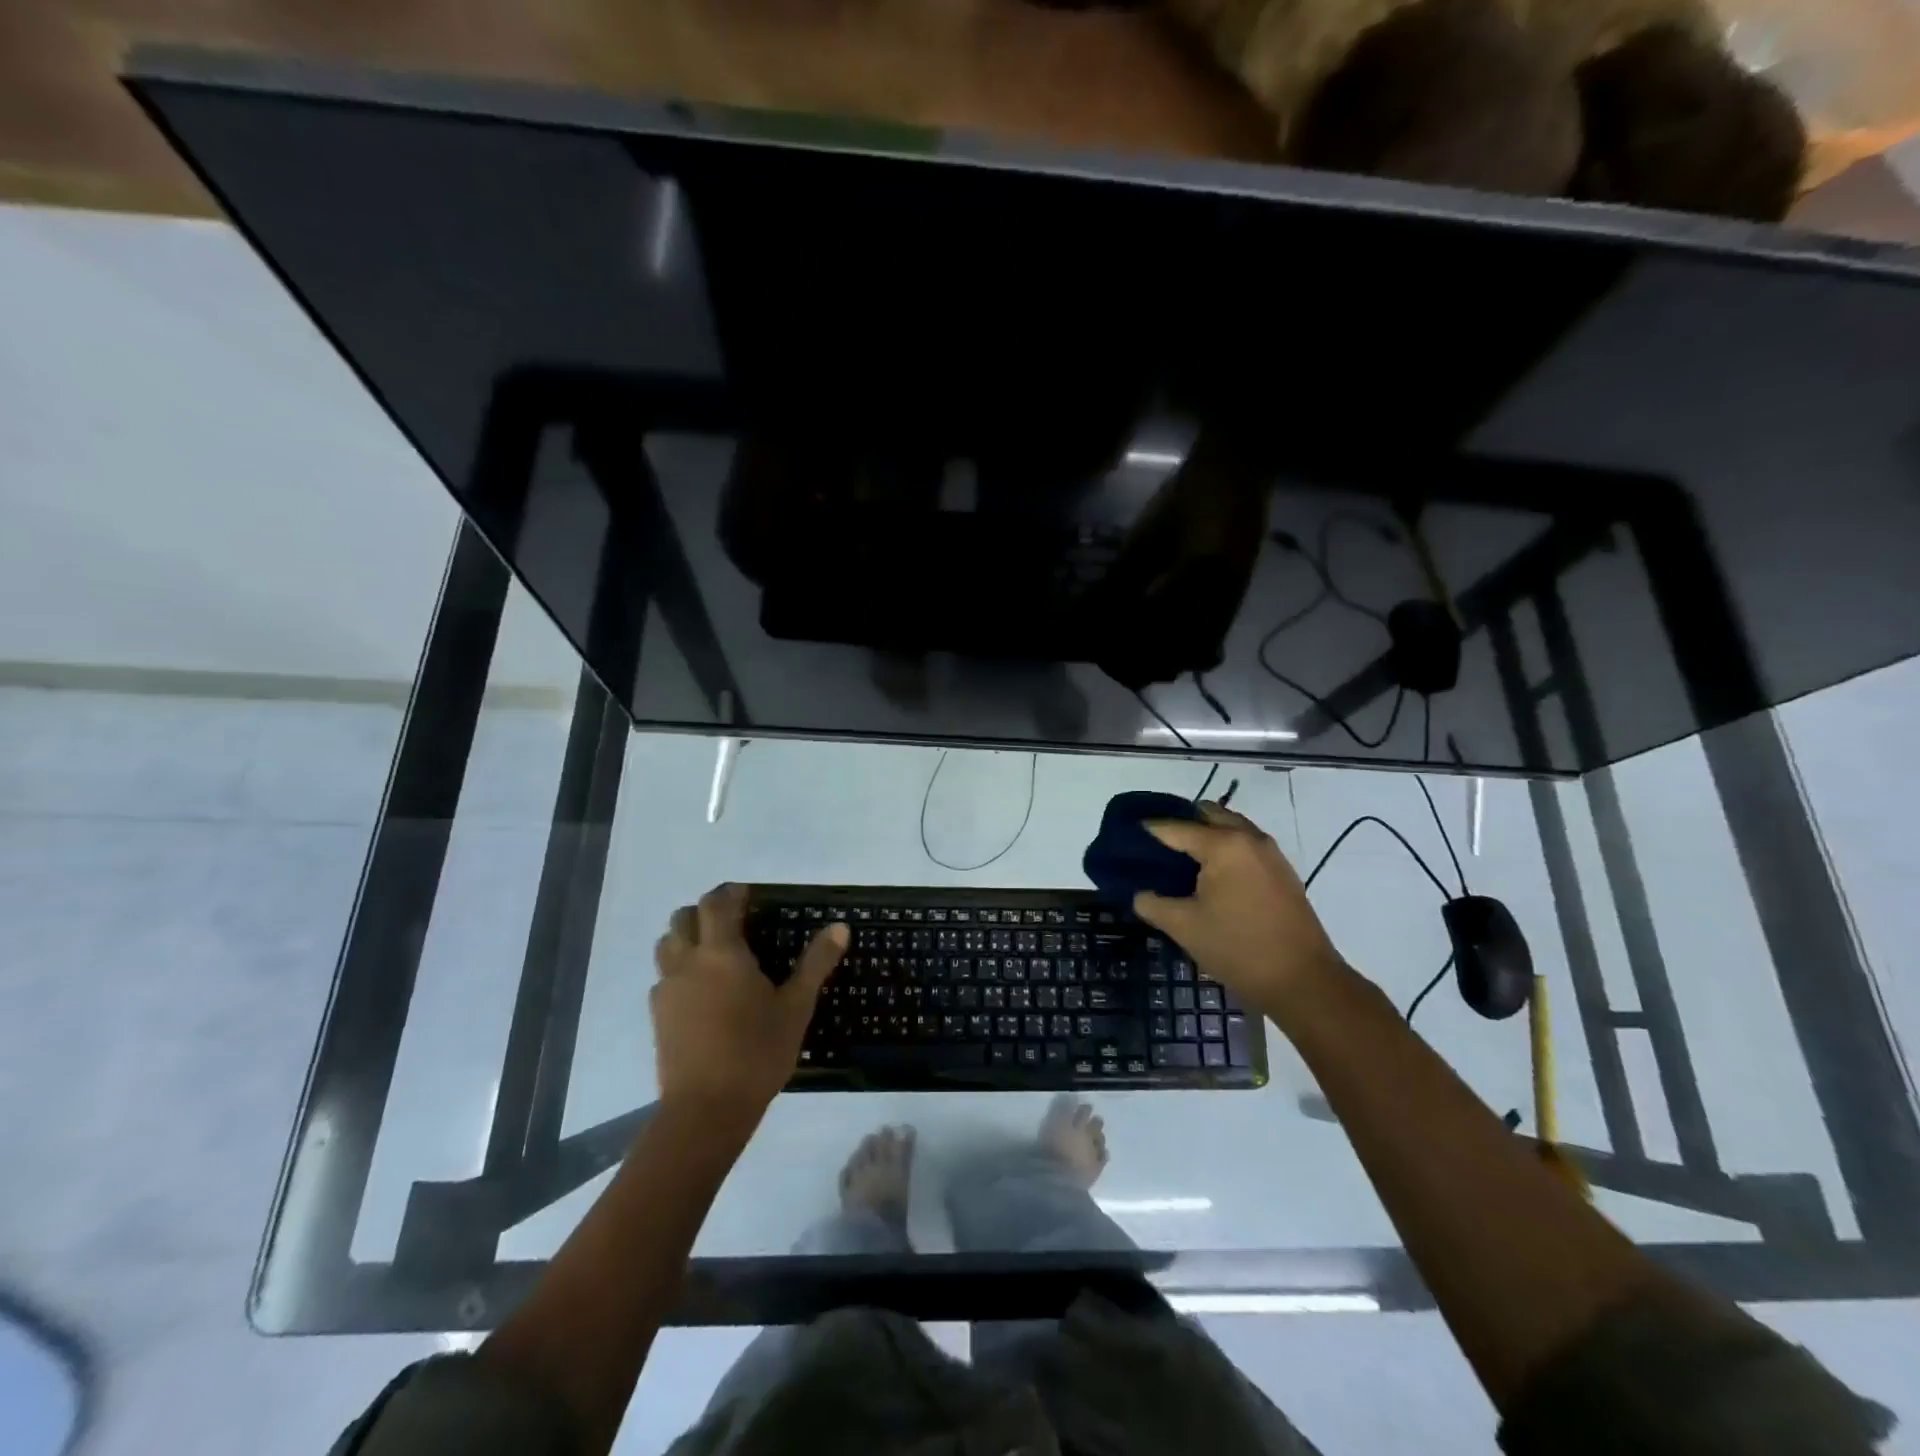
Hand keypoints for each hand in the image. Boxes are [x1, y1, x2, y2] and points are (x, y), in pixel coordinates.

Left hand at [651, 883, 846, 1122]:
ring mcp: (668, 989)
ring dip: (686, 937)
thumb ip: (816, 963)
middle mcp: (688, 961)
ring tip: (713, 952)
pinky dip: (679, 970)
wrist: (706, 1109)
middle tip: (732, 921)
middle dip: (704, 911)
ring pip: (667, 945)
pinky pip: (664, 977)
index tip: (749, 895)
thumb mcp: (796, 1006)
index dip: (731, 893)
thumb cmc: (757, 1052)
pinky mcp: (658, 1016)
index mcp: (722, 952)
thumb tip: (839, 927)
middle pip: (683, 918)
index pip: (716, 904)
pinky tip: (700, 992)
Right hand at [1133, 803, 1344, 1017]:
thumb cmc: (1238, 949)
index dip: (1147, 831)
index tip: (1126, 837)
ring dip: (1205, 834)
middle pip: (1206, 815)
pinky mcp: (1281, 870)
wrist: (1304, 981)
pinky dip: (1224, 847)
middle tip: (1154, 847)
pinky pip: (1245, 844)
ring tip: (1180, 859)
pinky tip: (1210, 875)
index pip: (1174, 827)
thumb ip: (1152, 904)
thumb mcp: (1184, 927)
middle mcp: (1248, 838)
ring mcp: (1270, 852)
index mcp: (1223, 845)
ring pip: (1229, 827)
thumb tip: (1140, 893)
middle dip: (1179, 824)